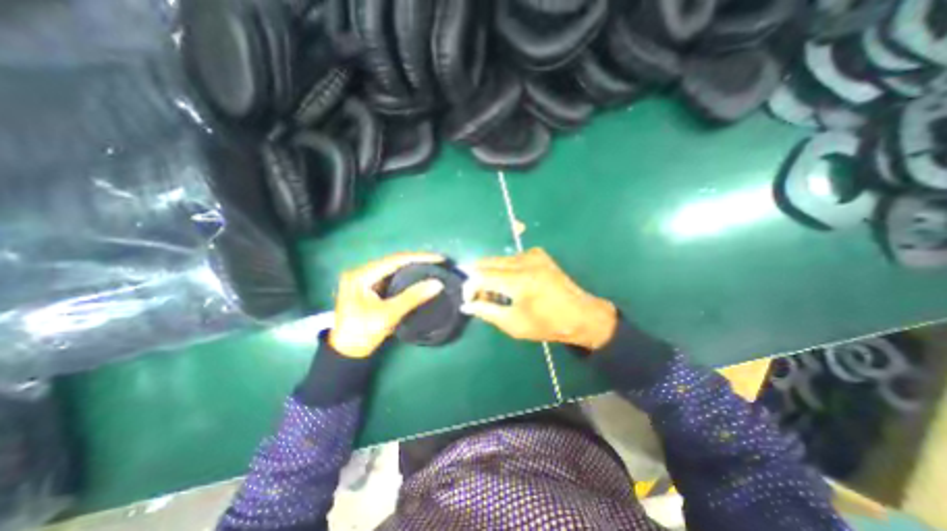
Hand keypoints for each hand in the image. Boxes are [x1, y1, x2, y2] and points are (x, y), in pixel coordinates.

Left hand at [331, 252, 448, 357]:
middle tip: (439, 261)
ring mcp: (364, 278)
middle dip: (417, 260)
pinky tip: (419, 274)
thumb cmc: (363, 333)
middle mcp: (361, 272)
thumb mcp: (388, 315)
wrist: (346, 352)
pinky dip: (406, 274)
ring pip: (394, 267)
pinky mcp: (369, 286)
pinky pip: (392, 275)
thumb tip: (438, 283)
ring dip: (413, 266)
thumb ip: (413, 297)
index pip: (395, 260)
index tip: (440, 258)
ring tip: (433, 265)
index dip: (419, 257)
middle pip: (394, 260)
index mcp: (361, 275)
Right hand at [460, 247, 621, 350]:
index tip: (469, 300)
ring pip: (497, 260)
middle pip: (486, 262)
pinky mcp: (538, 254)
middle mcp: (524, 261)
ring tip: (497, 294)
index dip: (469, 287)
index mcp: (519, 280)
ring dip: (490, 275)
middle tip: (481, 298)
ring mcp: (532, 254)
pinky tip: (510, 285)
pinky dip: (503, 270)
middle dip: (477, 279)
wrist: (581, 315)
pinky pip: (510, 259)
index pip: (481, 275)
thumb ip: (487, 311)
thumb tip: (467, 305)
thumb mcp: (514, 324)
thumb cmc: (548, 324)